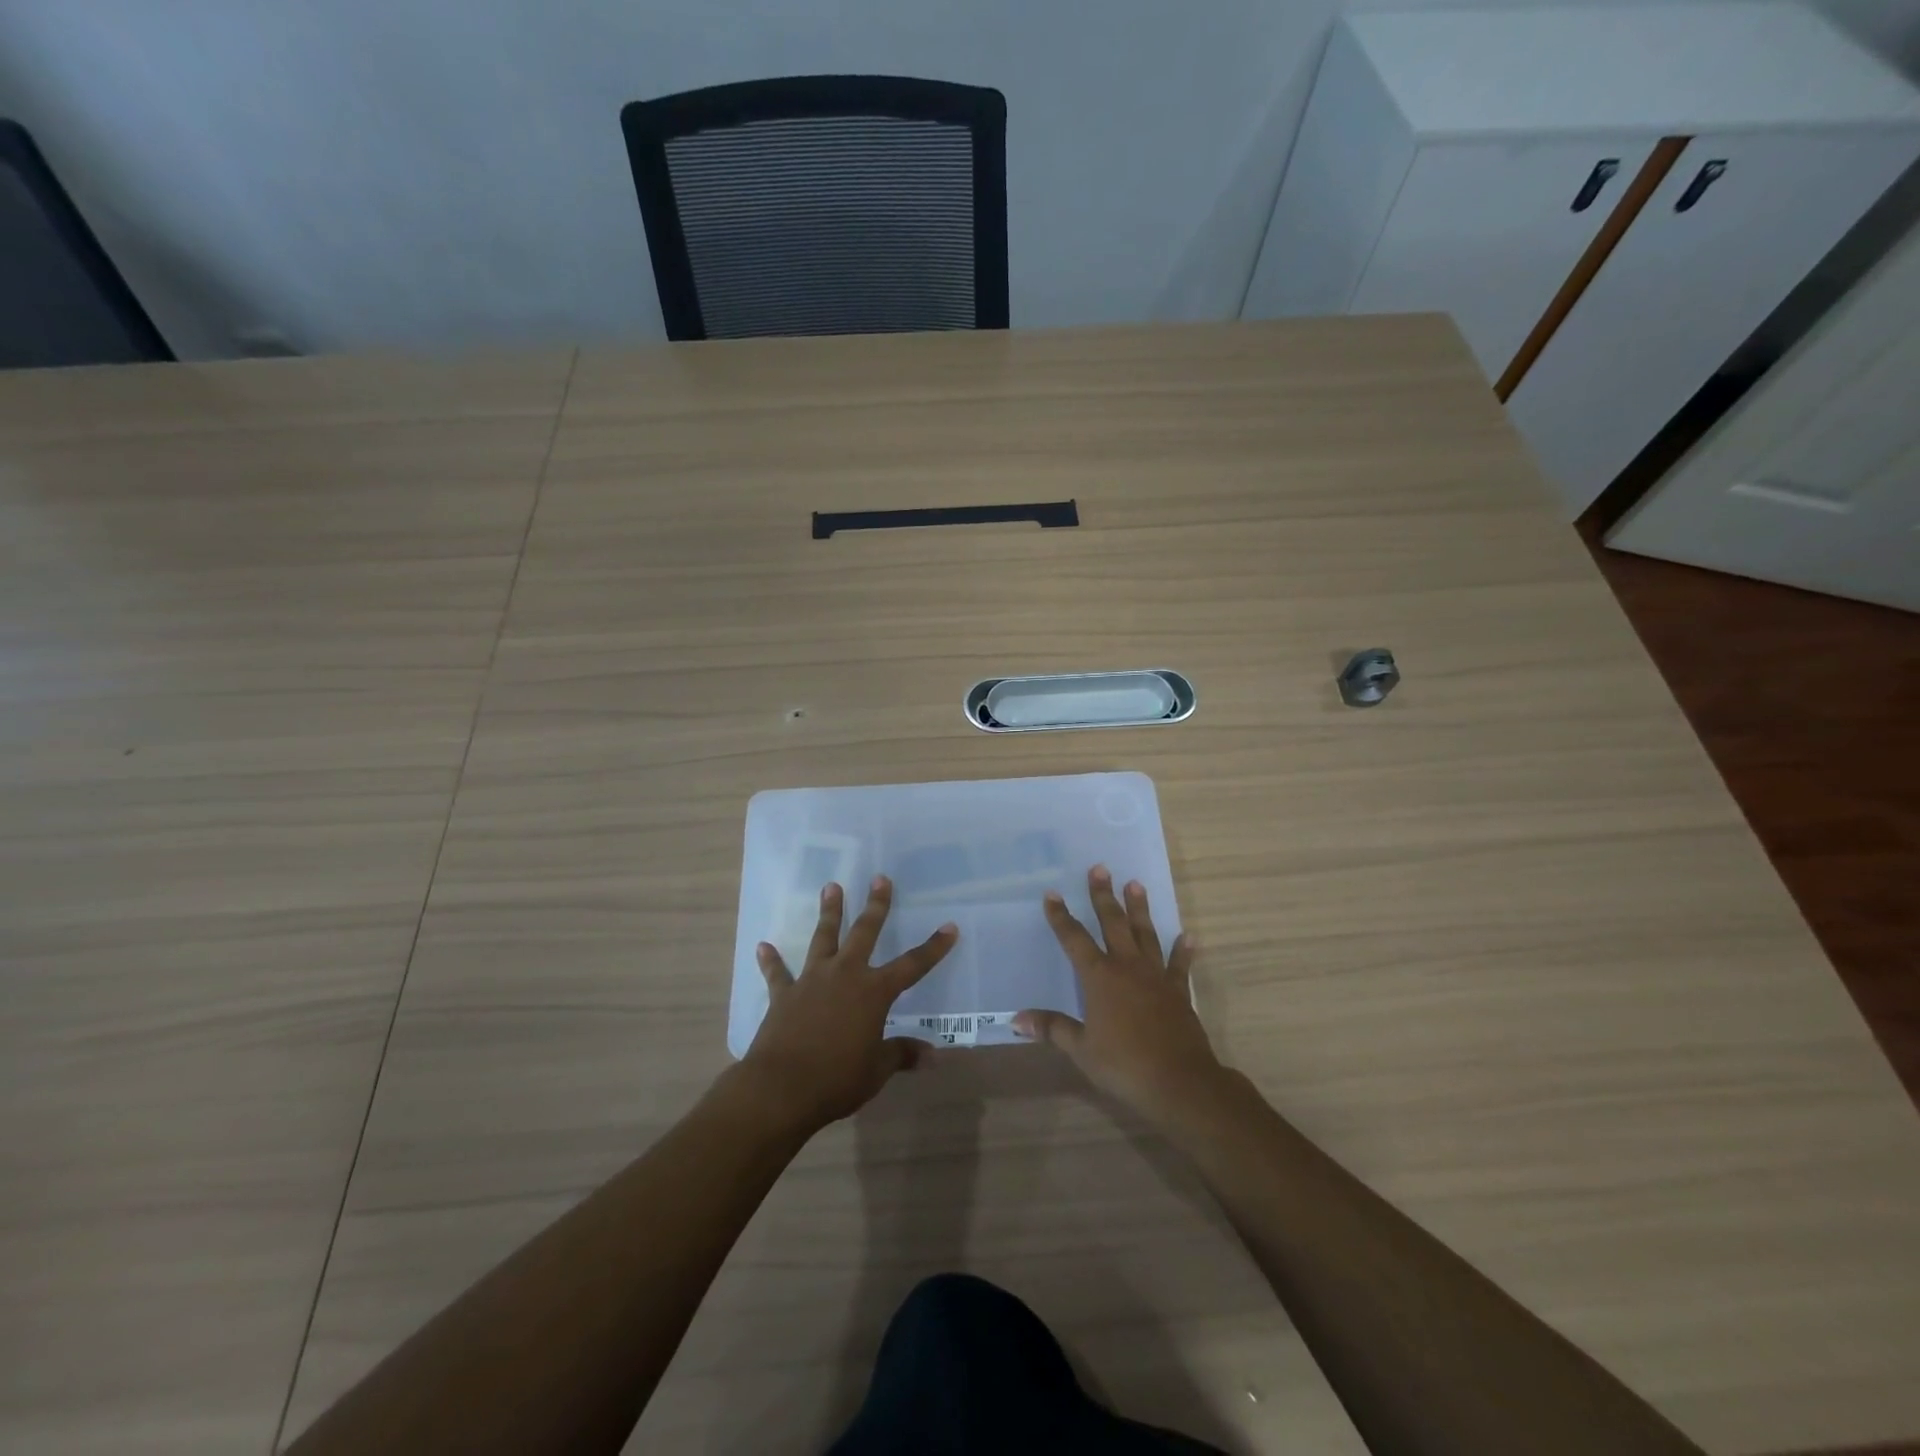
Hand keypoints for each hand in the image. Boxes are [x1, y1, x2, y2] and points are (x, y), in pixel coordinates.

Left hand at [737, 876, 956, 1134]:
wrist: (781, 1087)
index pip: (912, 965)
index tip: (949, 927)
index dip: (933, 948)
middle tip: (880, 878)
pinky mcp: (784, 995)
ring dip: (828, 912)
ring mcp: (812, 980)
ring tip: (831, 887)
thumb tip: (932, 1056)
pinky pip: (778, 973)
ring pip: (823, 938)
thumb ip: (901, 1055)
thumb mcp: (876, 1070)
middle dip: (875, 906)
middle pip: (864, 932)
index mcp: (874, 992)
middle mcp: (845, 975)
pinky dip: (771, 960)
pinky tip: (763, 946)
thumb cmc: (837, 1079)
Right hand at [1013, 866, 1226, 1128]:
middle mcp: (1127, 967)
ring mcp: (1156, 977)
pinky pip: (1179, 966)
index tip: (1053, 894)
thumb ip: (1052, 1028)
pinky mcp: (1178, 991)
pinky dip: (1183, 951)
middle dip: (1104, 896)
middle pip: (1113, 924)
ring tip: (1136, 884)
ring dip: (1140, 910)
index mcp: (1099, 978)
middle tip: (1100, 869)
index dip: (1062, 917)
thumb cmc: (1123, 1065)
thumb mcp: (1081, 1049)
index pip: (1075, 939)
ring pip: (1145, 934)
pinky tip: (1188, 936)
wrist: (1179, 1082)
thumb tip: (1017, 1019)